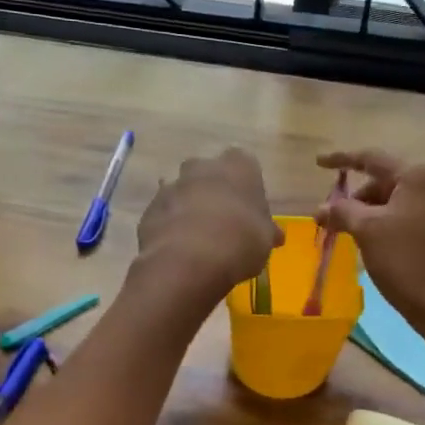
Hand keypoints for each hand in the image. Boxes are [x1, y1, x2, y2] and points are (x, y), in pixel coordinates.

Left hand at [132, 149, 281, 314]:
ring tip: (198, 239)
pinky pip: (164, 214)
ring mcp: (171, 185)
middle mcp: (202, 167)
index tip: (249, 209)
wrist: (188, 261)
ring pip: (183, 192)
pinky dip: (170, 226)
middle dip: (214, 191)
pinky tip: (178, 248)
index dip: (246, 186)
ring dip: (189, 208)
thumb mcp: (265, 240)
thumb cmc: (240, 241)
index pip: (245, 164)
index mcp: (238, 165)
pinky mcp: (150, 209)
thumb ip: (267, 231)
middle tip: (224, 221)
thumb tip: (274, 235)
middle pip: (209, 173)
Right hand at [316, 150, 424, 336]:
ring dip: (376, 213)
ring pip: (403, 201)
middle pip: (389, 181)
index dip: (342, 159)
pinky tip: (382, 245)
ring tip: (356, 237)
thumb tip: (321, 209)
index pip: (372, 159)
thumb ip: (341, 211)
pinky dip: (395, 224)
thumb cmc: (408, 262)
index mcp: (422, 174)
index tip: (318, 163)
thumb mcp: (367, 232)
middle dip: (360, 197)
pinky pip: (417, 216)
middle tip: (335, 220)